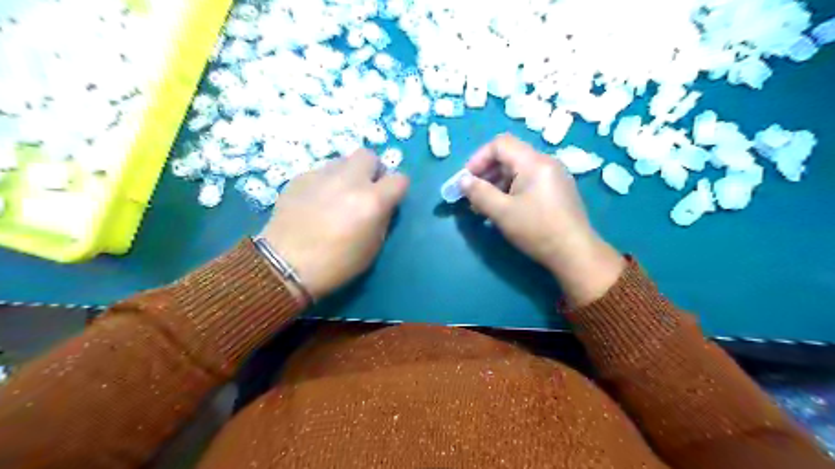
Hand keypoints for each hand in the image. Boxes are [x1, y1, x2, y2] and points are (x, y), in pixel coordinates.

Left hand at [257, 152, 408, 301]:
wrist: (285, 265)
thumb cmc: (336, 264)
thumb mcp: (372, 248)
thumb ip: (382, 220)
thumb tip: (383, 205)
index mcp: (372, 201)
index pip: (400, 179)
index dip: (397, 189)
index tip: (390, 200)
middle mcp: (350, 180)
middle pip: (369, 156)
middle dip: (372, 170)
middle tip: (365, 189)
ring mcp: (322, 175)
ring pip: (343, 160)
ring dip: (348, 174)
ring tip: (338, 194)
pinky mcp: (300, 177)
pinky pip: (321, 171)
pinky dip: (325, 182)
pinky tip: (316, 201)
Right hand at [459, 134, 621, 304]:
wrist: (575, 253)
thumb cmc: (537, 230)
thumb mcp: (502, 212)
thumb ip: (479, 193)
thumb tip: (463, 181)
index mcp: (534, 162)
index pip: (500, 144)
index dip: (478, 158)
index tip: (467, 181)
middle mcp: (546, 162)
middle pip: (509, 156)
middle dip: (486, 173)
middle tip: (473, 195)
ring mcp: (554, 176)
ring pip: (518, 170)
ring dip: (497, 184)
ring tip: (484, 206)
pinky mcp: (557, 190)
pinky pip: (528, 181)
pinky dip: (511, 190)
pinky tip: (504, 209)